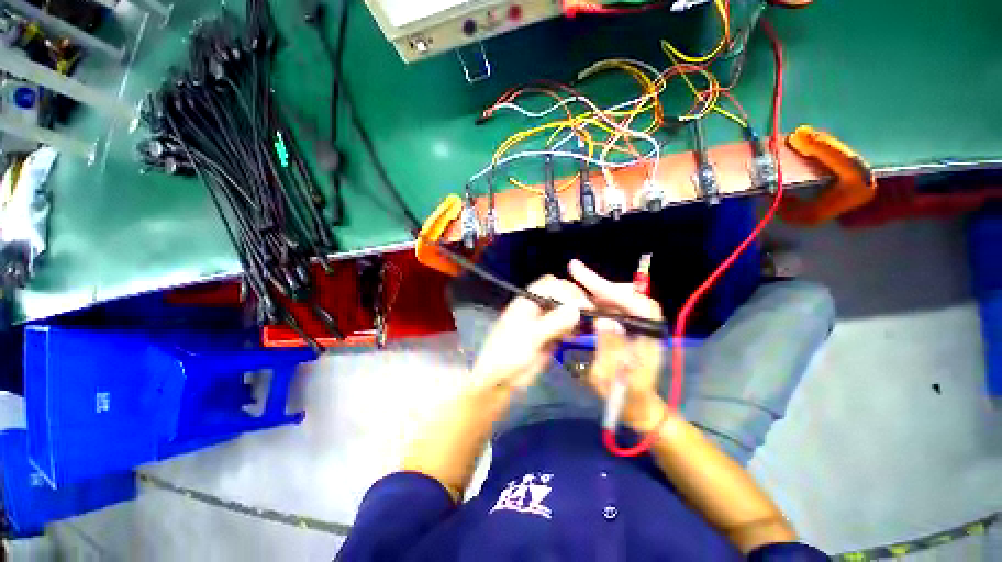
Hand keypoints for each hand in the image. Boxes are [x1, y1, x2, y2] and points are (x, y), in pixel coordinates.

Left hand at [471, 275, 589, 393]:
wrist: (500, 379)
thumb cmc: (508, 353)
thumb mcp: (530, 336)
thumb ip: (553, 322)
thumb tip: (576, 309)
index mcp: (527, 301)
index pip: (550, 284)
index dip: (566, 291)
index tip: (582, 304)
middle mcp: (538, 308)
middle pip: (560, 295)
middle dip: (575, 301)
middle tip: (590, 313)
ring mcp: (545, 322)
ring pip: (565, 311)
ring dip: (577, 315)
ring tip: (589, 324)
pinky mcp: (551, 337)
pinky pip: (566, 328)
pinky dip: (575, 329)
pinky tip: (581, 336)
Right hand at [568, 260, 672, 432]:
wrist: (639, 406)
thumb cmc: (624, 397)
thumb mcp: (611, 378)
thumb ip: (609, 348)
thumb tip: (603, 319)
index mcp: (649, 338)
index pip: (636, 304)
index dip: (611, 290)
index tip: (586, 280)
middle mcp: (647, 326)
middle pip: (627, 295)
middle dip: (599, 282)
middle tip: (574, 268)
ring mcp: (638, 325)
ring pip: (620, 298)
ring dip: (598, 288)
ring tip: (576, 277)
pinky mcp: (630, 327)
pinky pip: (615, 307)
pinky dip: (598, 299)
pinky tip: (583, 295)